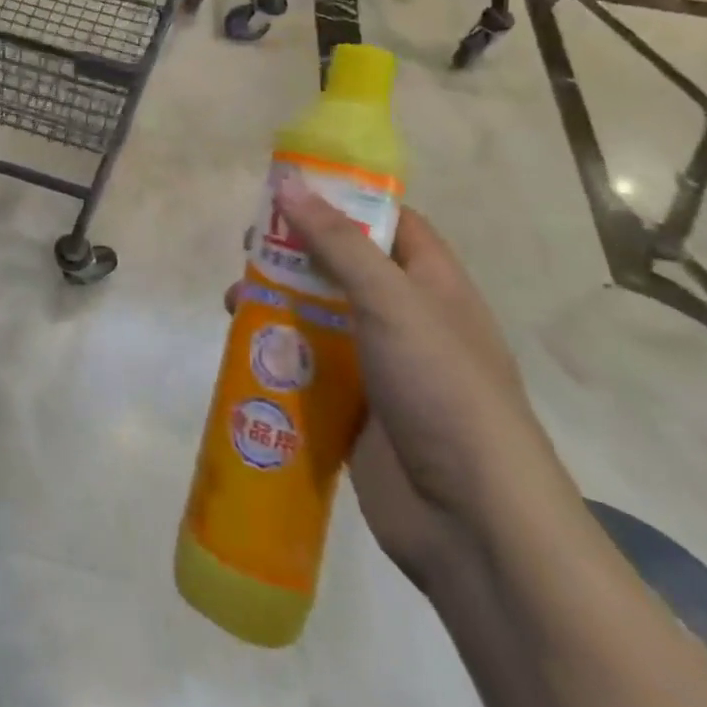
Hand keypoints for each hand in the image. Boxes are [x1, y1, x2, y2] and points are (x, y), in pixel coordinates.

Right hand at [233, 182, 569, 587]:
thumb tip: (289, 184)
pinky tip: (242, 349)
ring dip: (276, 303)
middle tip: (249, 242)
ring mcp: (379, 366)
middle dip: (295, 252)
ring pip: (318, 317)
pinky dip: (277, 353)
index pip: (388, 222)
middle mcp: (406, 318)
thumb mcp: (391, 301)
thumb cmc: (442, 389)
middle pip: (343, 266)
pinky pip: (308, 367)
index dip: (343, 199)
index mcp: (431, 285)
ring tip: (234, 300)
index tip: (290, 186)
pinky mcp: (353, 408)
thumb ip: (338, 243)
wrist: (472, 522)